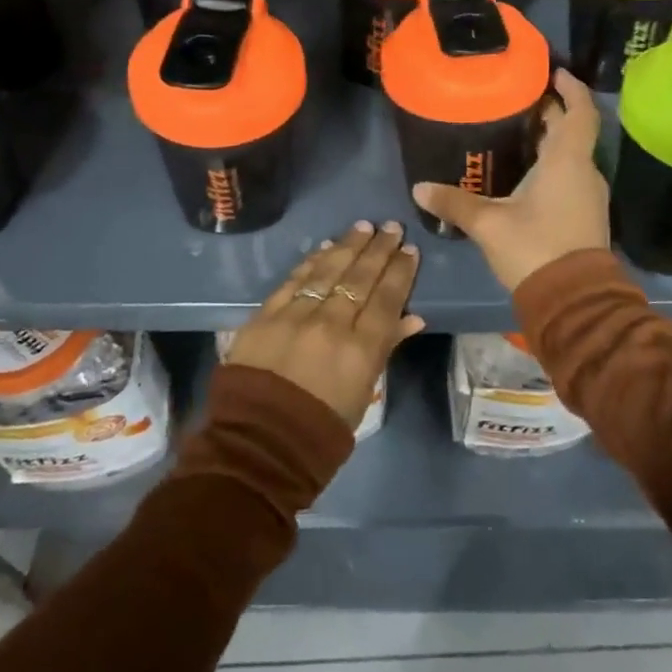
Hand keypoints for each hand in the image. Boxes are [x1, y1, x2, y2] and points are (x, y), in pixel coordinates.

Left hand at [224, 220, 423, 426]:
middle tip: (391, 227)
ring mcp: (296, 316)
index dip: (400, 271)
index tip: (409, 250)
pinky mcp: (266, 315)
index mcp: (361, 349)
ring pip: (328, 270)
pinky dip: (312, 261)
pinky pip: (294, 280)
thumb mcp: (363, 393)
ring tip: (363, 227)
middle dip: (378, 249)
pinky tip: (325, 247)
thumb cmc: (321, 429)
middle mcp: (332, 324)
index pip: (387, 298)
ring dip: (348, 246)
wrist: (259, 444)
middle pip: (360, 277)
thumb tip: (413, 317)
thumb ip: (386, 349)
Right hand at [412, 68, 609, 293]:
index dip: (570, 87)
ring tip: (516, 131)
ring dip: (550, 140)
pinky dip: (552, 165)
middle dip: (550, 112)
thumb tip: (419, 188)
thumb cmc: (535, 248)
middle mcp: (584, 171)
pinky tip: (524, 173)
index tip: (553, 71)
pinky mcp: (585, 215)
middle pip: (571, 131)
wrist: (574, 301)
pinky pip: (570, 176)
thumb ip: (455, 203)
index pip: (579, 111)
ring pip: (571, 155)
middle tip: (518, 99)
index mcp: (567, 161)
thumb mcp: (489, 224)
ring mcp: (588, 195)